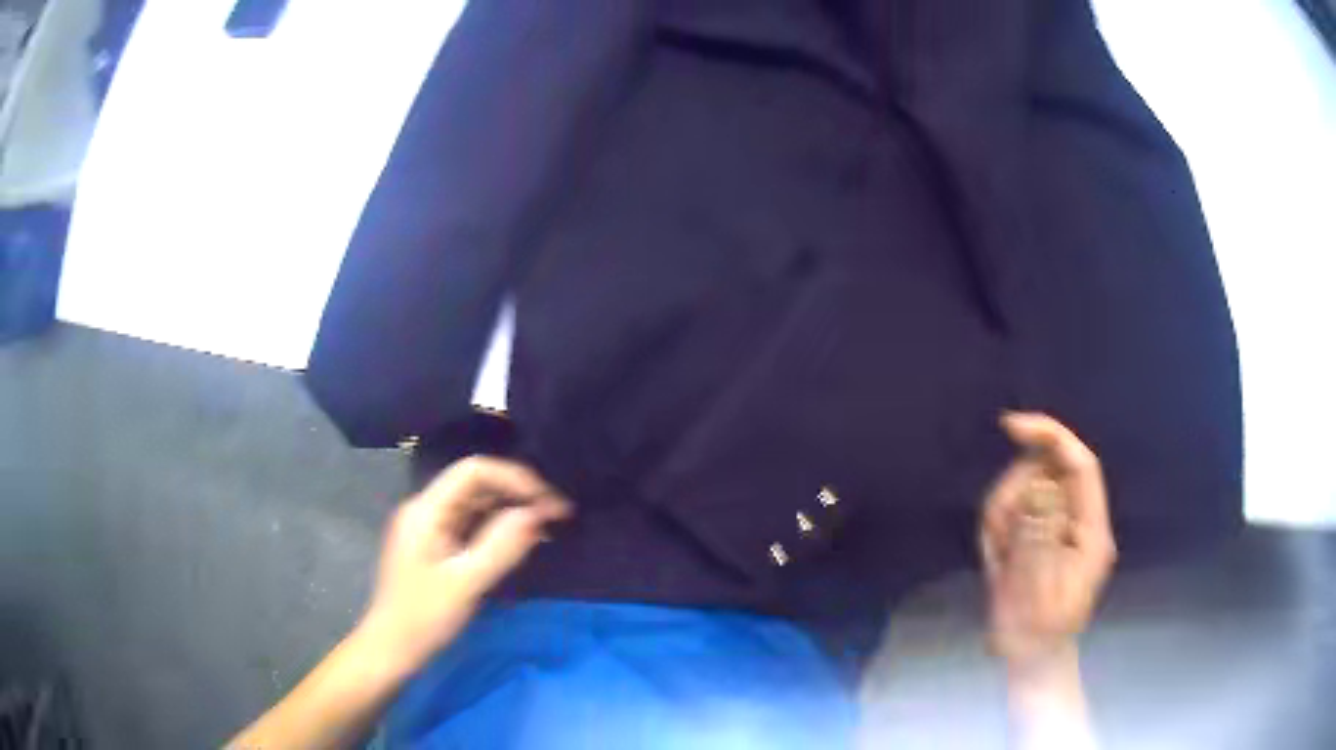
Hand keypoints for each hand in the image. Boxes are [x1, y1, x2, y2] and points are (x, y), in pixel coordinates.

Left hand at [357, 456, 569, 677]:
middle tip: (558, 515)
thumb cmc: (424, 617)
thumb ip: (500, 546)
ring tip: (549, 527)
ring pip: (477, 504)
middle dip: (518, 493)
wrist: (393, 648)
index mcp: (426, 510)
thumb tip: (537, 513)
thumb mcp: (466, 583)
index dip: (514, 478)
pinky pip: (473, 524)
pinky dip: (500, 528)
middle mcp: (427, 509)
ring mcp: (431, 527)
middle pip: (476, 484)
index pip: (473, 471)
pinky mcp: (437, 545)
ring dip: (512, 510)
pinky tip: (524, 541)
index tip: (548, 502)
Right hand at [980, 413, 1116, 675]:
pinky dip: (997, 529)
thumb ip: (1039, 535)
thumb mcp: (1037, 590)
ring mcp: (1058, 526)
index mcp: (1091, 530)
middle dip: (1015, 493)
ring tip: (999, 559)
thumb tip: (1036, 486)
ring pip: (1024, 489)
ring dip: (1002, 516)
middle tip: (999, 538)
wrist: (1029, 659)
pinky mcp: (1039, 533)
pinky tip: (998, 559)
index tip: (1011, 425)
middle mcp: (1079, 519)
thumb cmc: (1036, 634)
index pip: (1079, 465)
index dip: (1050, 437)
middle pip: (1046, 473)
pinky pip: (1011, 510)